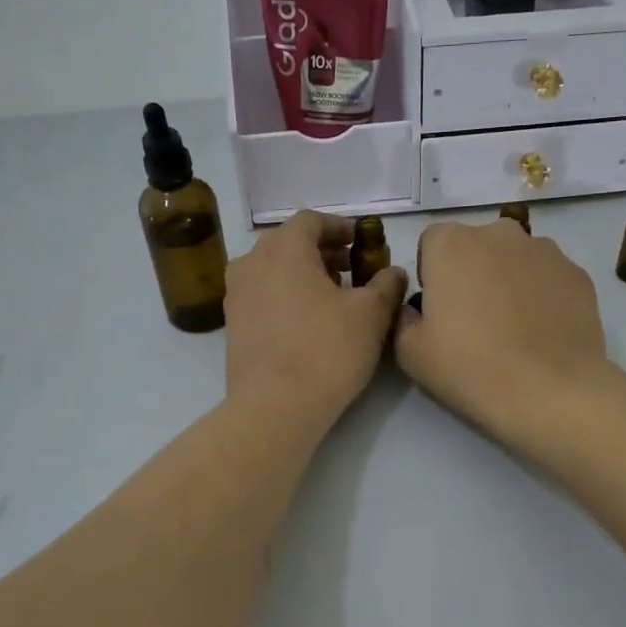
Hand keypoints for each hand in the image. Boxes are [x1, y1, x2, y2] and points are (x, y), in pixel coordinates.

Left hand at [224, 210, 407, 428]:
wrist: (274, 406)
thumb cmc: (326, 350)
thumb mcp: (370, 315)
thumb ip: (386, 285)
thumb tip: (393, 272)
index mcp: (284, 248)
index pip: (311, 220)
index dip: (339, 227)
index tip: (360, 242)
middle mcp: (252, 262)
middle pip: (289, 243)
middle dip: (322, 252)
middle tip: (352, 270)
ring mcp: (236, 293)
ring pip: (273, 270)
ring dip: (303, 274)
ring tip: (333, 297)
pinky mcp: (232, 324)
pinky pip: (262, 295)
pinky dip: (286, 295)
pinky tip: (309, 321)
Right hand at [394, 218, 611, 444]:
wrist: (548, 391)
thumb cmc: (469, 367)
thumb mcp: (410, 352)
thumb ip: (403, 318)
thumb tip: (415, 310)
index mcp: (452, 243)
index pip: (432, 242)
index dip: (432, 273)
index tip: (439, 307)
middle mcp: (499, 233)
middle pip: (477, 245)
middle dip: (472, 271)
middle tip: (474, 318)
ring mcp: (545, 250)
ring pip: (516, 258)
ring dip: (509, 280)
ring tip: (513, 327)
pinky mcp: (578, 274)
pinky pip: (548, 278)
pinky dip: (542, 295)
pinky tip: (542, 333)